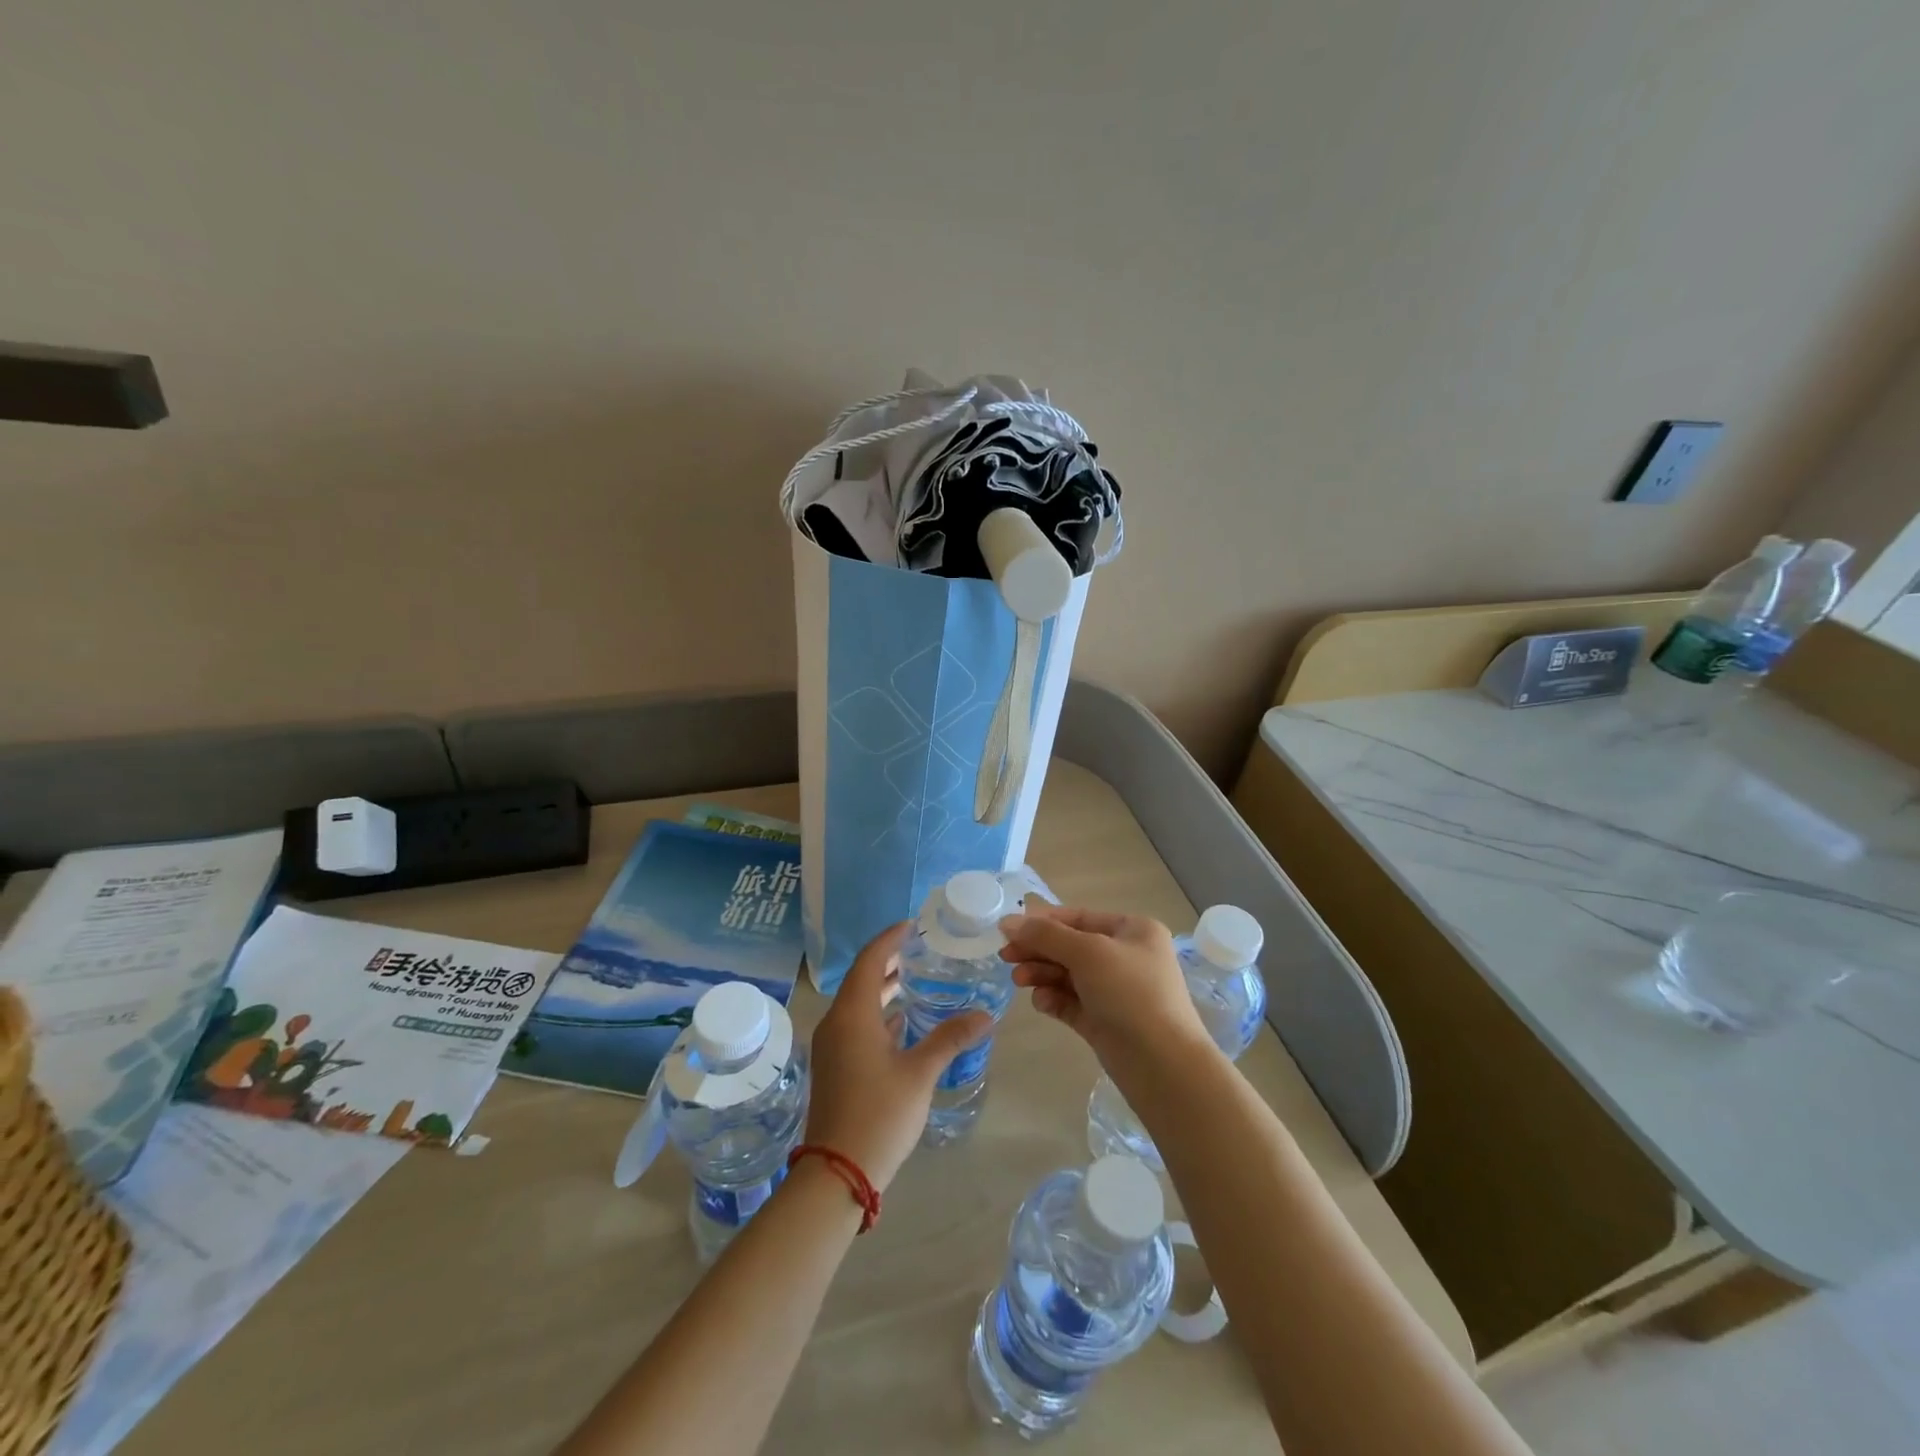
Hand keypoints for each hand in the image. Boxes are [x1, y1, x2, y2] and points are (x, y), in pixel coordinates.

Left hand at [804, 922, 991, 1190]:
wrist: (837, 1174)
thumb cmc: (879, 1114)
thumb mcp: (920, 1073)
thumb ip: (950, 1038)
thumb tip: (986, 1015)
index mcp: (853, 1014)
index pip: (870, 960)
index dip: (890, 939)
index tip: (914, 925)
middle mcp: (836, 1022)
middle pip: (862, 978)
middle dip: (889, 961)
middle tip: (921, 949)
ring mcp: (831, 1046)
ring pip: (858, 1003)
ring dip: (883, 988)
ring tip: (916, 979)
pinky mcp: (834, 1067)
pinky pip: (856, 1025)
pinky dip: (878, 1014)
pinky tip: (902, 1023)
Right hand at [999, 903, 1208, 1068]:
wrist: (1162, 1065)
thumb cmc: (1130, 993)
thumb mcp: (1087, 953)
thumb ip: (1045, 935)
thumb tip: (1008, 922)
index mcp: (1133, 930)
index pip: (1079, 917)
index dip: (1042, 922)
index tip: (1007, 930)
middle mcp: (1126, 957)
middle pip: (1070, 946)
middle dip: (1038, 951)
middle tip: (1006, 958)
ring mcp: (1116, 991)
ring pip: (1069, 975)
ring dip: (1042, 975)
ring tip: (1019, 982)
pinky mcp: (1105, 1022)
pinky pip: (1072, 1002)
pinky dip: (1054, 999)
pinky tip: (1041, 1003)